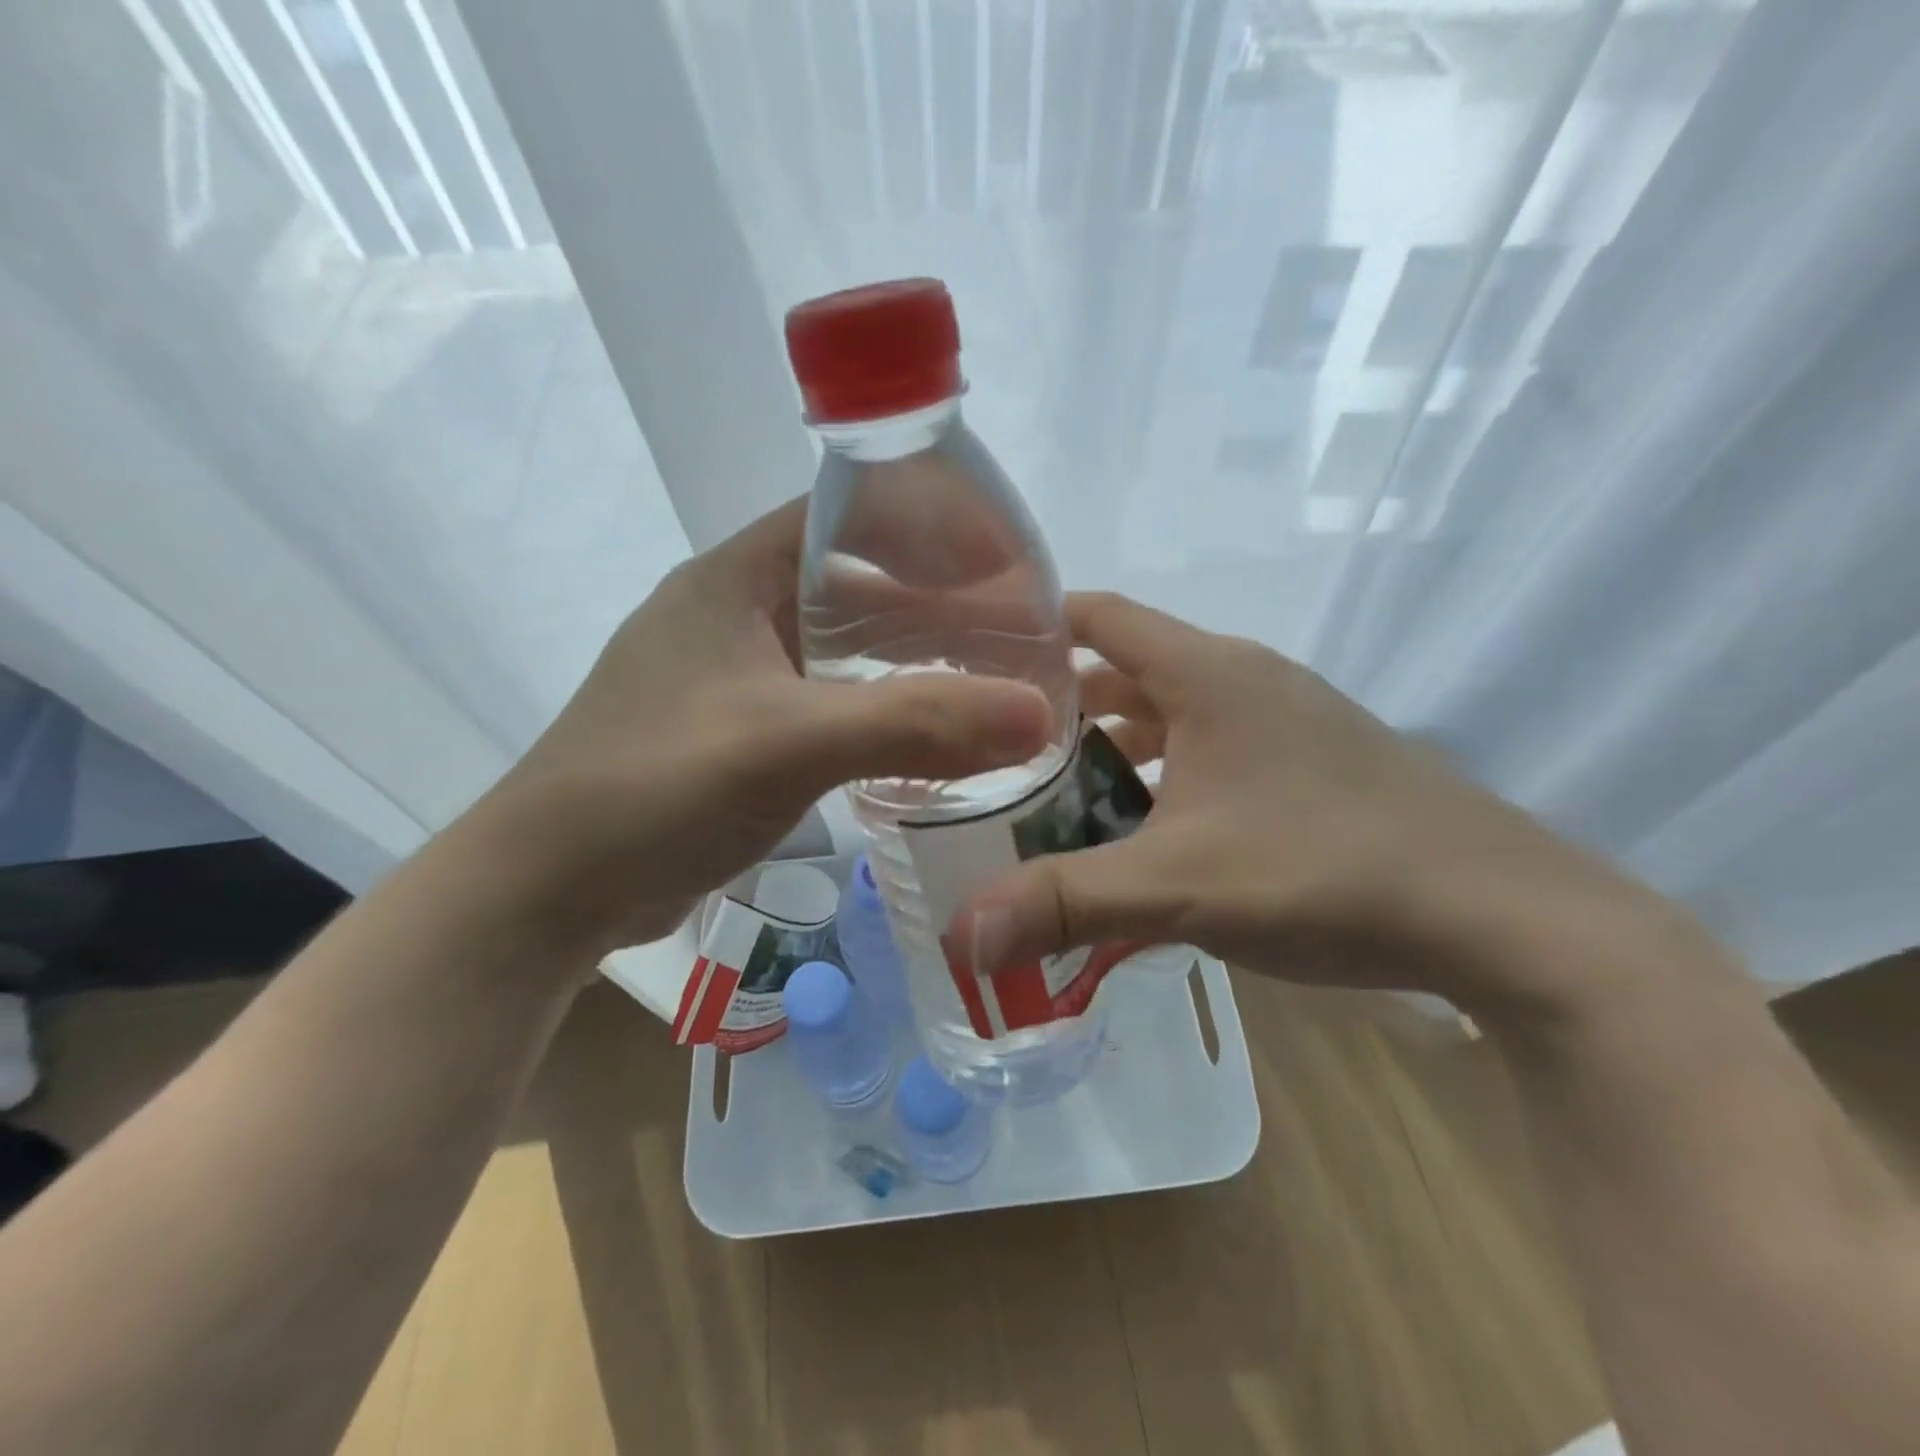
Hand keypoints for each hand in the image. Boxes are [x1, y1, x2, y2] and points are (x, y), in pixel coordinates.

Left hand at [472, 500, 1052, 960]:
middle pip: (856, 585)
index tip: (1003, 560)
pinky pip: (829, 705)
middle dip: (935, 604)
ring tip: (989, 684)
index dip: (928, 524)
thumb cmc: (654, 786)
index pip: (848, 514)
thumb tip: (1038, 715)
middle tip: (1014, 635)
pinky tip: (928, 739)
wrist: (549, 889)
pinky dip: (880, 713)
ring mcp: (736, 677)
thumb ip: (914, 724)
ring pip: (845, 650)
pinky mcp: (740, 734)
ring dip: (910, 664)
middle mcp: (736, 613)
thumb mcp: (788, 742)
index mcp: (736, 576)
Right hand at [958, 592, 1648, 1004]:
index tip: (975, 659)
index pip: (1098, 614)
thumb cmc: (1327, 871)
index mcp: (1207, 673)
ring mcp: (1285, 719)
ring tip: (1056, 797)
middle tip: (996, 752)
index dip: (1034, 627)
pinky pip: (1212, 749)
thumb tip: (961, 935)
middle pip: (1126, 670)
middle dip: (1061, 708)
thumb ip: (1066, 904)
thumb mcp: (1180, 887)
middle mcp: (1244, 679)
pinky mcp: (1311, 762)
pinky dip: (1165, 775)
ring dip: (1115, 748)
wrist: (1504, 915)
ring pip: (1171, 715)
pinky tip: (1146, 833)